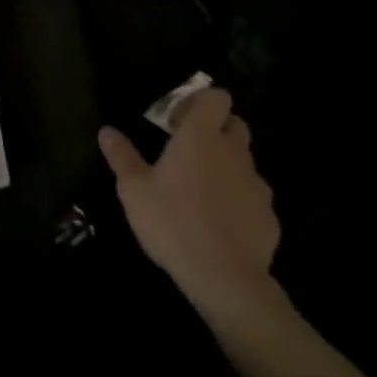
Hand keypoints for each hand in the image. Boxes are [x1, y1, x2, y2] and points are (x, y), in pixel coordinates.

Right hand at [99, 86, 283, 327]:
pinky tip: (219, 224)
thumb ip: (121, 156)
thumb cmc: (173, 223)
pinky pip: (253, 197)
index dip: (200, 102)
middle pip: (235, 124)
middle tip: (189, 152)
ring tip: (201, 192)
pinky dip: (238, 202)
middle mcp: (233, 152)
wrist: (225, 279)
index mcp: (201, 137)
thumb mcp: (134, 190)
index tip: (178, 121)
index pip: (217, 97)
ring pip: (244, 162)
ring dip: (226, 167)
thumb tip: (106, 131)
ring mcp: (256, 185)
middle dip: (216, 130)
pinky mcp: (269, 216)